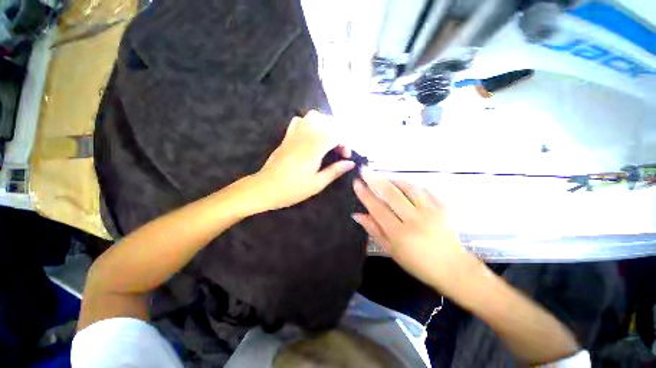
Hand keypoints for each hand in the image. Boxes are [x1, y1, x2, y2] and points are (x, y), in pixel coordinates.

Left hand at [254, 111, 354, 210]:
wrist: (265, 188)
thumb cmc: (292, 189)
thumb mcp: (317, 184)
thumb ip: (335, 171)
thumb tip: (351, 163)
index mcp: (314, 150)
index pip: (336, 134)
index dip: (345, 143)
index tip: (345, 156)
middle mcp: (305, 137)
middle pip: (327, 121)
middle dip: (338, 132)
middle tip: (338, 149)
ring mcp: (294, 134)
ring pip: (313, 116)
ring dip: (325, 125)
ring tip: (328, 140)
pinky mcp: (287, 136)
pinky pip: (299, 120)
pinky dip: (309, 123)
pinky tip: (311, 135)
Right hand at [352, 173, 482, 294]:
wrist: (452, 267)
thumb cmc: (417, 262)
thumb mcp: (391, 249)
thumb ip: (374, 230)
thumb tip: (357, 215)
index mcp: (400, 233)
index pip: (377, 208)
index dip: (365, 194)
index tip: (356, 183)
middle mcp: (414, 220)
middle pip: (391, 194)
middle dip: (375, 180)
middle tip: (364, 170)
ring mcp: (431, 212)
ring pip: (408, 188)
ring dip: (392, 179)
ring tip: (382, 175)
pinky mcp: (443, 207)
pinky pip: (425, 189)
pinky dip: (411, 184)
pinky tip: (403, 182)